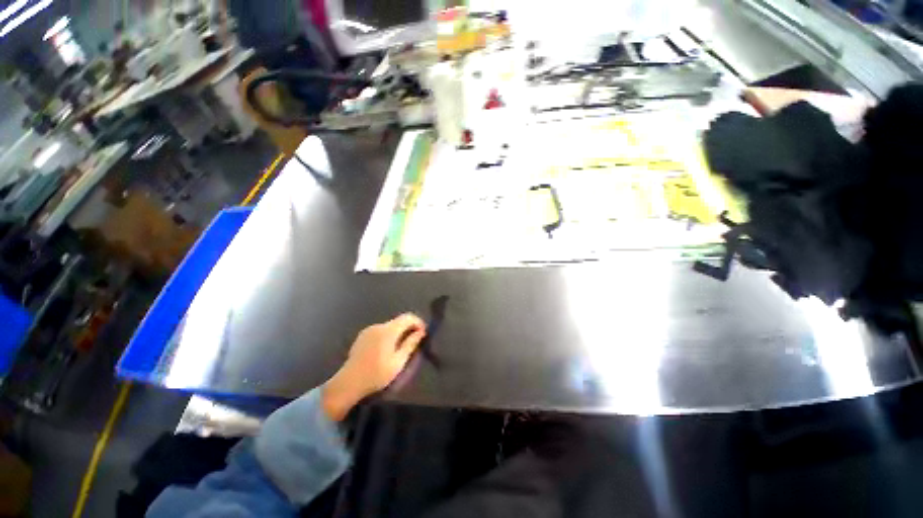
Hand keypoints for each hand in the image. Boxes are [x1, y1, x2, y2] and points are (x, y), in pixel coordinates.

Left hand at [322, 314, 426, 420]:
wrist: (348, 383)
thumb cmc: (376, 374)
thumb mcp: (398, 361)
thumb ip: (410, 344)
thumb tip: (421, 332)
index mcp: (388, 330)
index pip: (408, 317)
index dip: (418, 322)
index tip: (423, 333)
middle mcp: (378, 326)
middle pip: (399, 321)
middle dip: (409, 328)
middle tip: (414, 342)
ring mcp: (369, 330)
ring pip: (390, 326)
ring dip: (398, 332)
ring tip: (401, 348)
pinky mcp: (362, 336)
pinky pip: (380, 331)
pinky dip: (388, 336)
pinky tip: (386, 350)